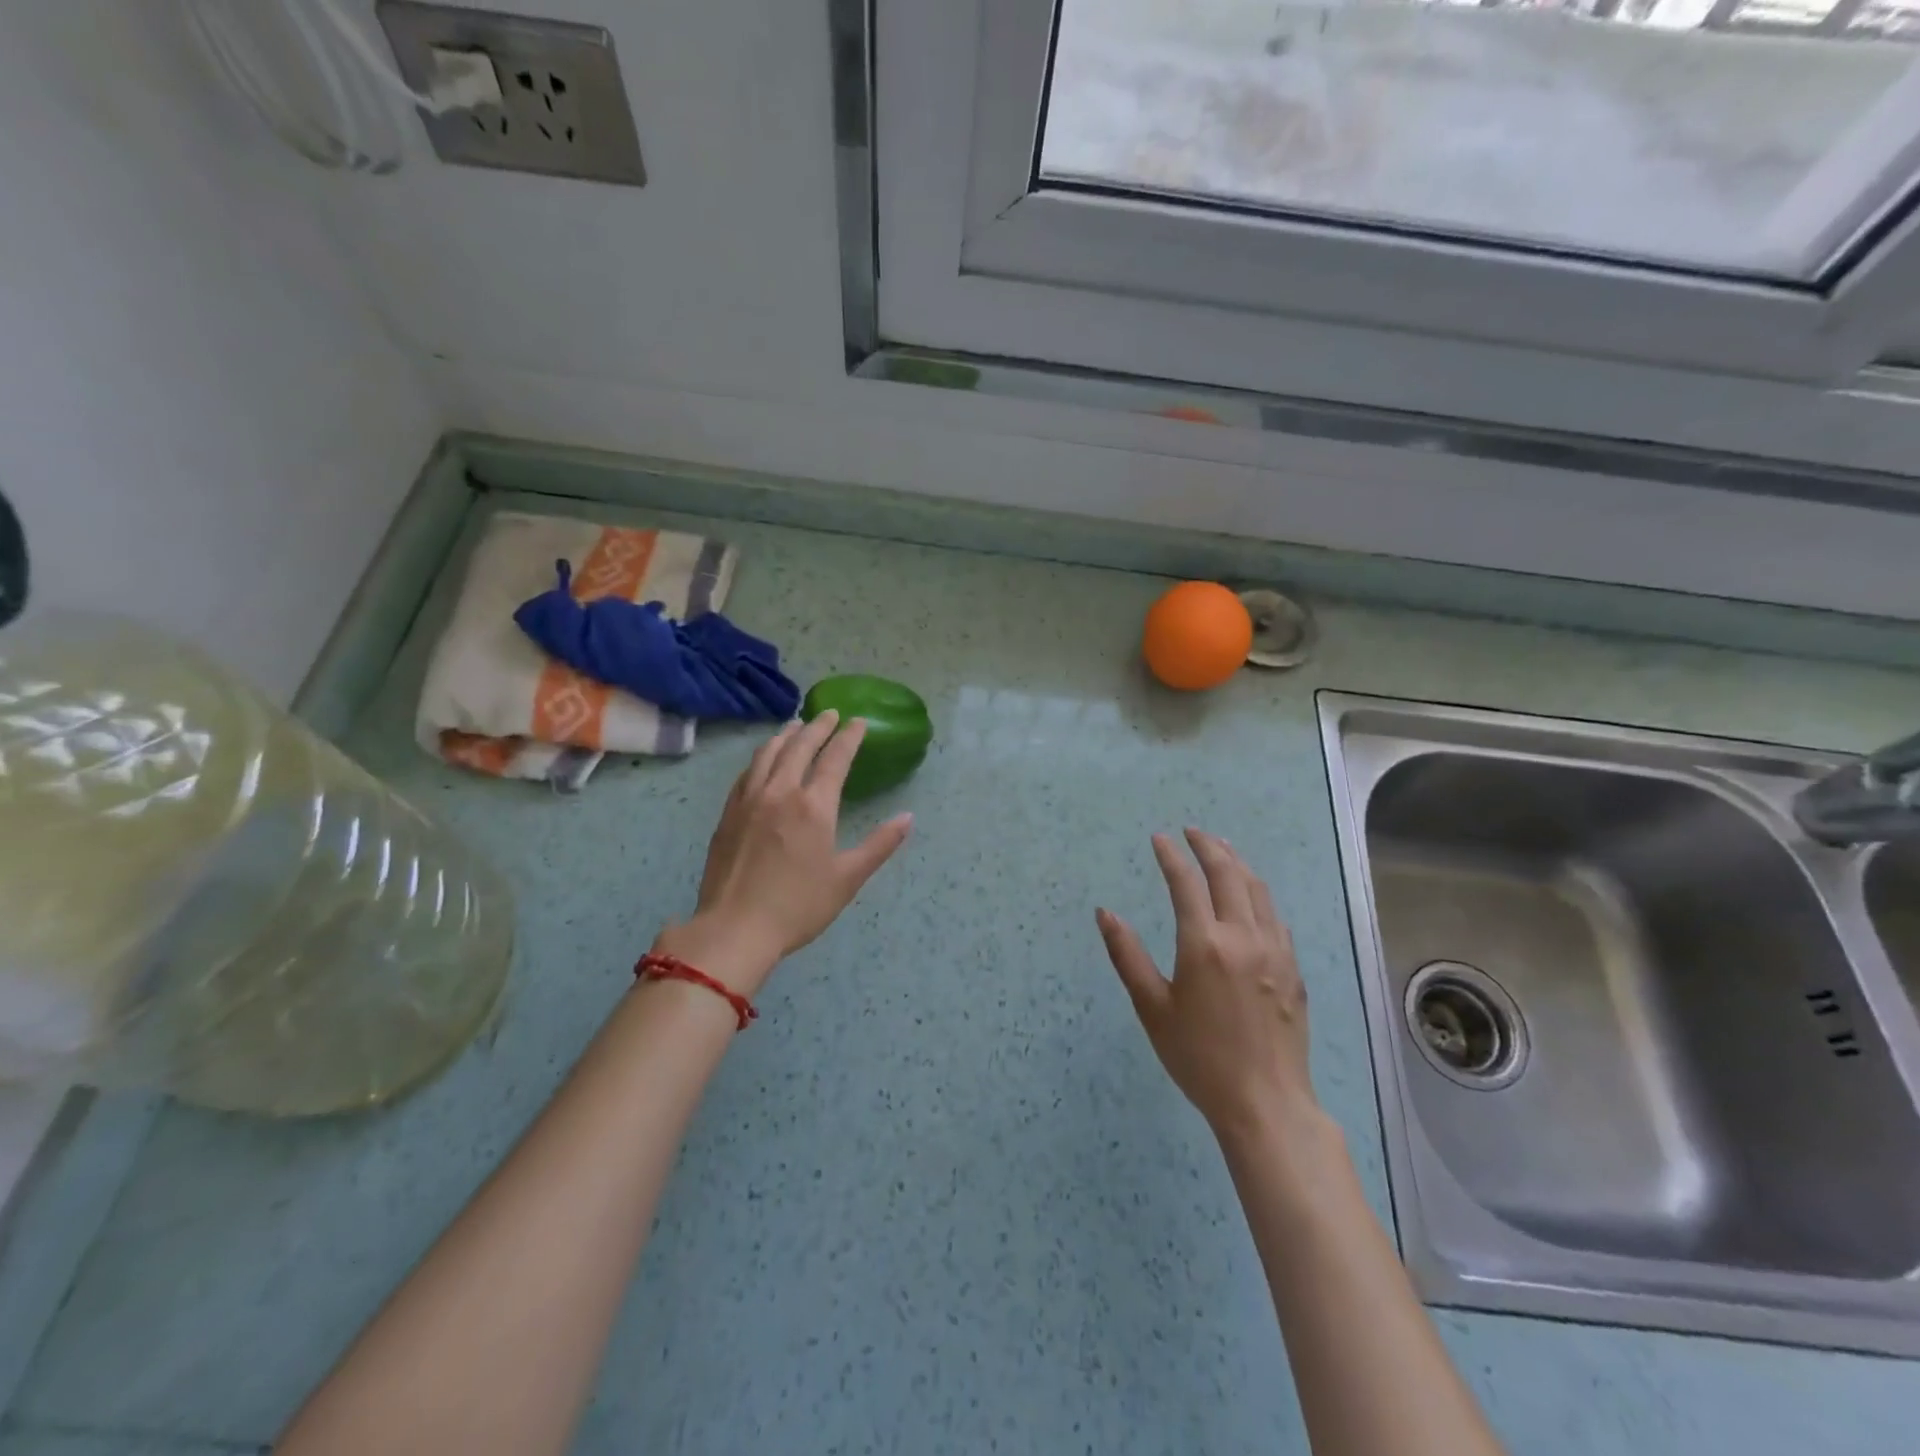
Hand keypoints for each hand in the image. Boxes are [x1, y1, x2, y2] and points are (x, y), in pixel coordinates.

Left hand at [655, 710, 912, 996]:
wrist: (735, 928)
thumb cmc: (798, 906)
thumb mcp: (847, 879)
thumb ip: (879, 845)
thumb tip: (908, 818)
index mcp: (813, 806)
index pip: (835, 758)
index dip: (849, 737)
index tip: (858, 722)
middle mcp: (780, 792)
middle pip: (799, 746)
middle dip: (818, 726)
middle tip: (830, 714)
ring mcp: (750, 799)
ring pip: (769, 753)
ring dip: (786, 734)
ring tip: (797, 725)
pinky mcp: (728, 813)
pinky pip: (748, 771)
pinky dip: (762, 755)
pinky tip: (765, 758)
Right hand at [1097, 829, 1314, 1137]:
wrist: (1265, 1102)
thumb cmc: (1198, 1057)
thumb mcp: (1152, 1008)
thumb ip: (1126, 955)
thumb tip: (1104, 913)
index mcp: (1204, 944)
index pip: (1186, 882)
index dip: (1171, 856)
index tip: (1159, 839)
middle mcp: (1243, 936)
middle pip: (1228, 874)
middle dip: (1208, 846)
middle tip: (1192, 831)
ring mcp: (1275, 950)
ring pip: (1258, 890)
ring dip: (1237, 862)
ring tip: (1222, 848)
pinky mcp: (1293, 968)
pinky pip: (1275, 916)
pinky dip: (1258, 894)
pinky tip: (1251, 896)